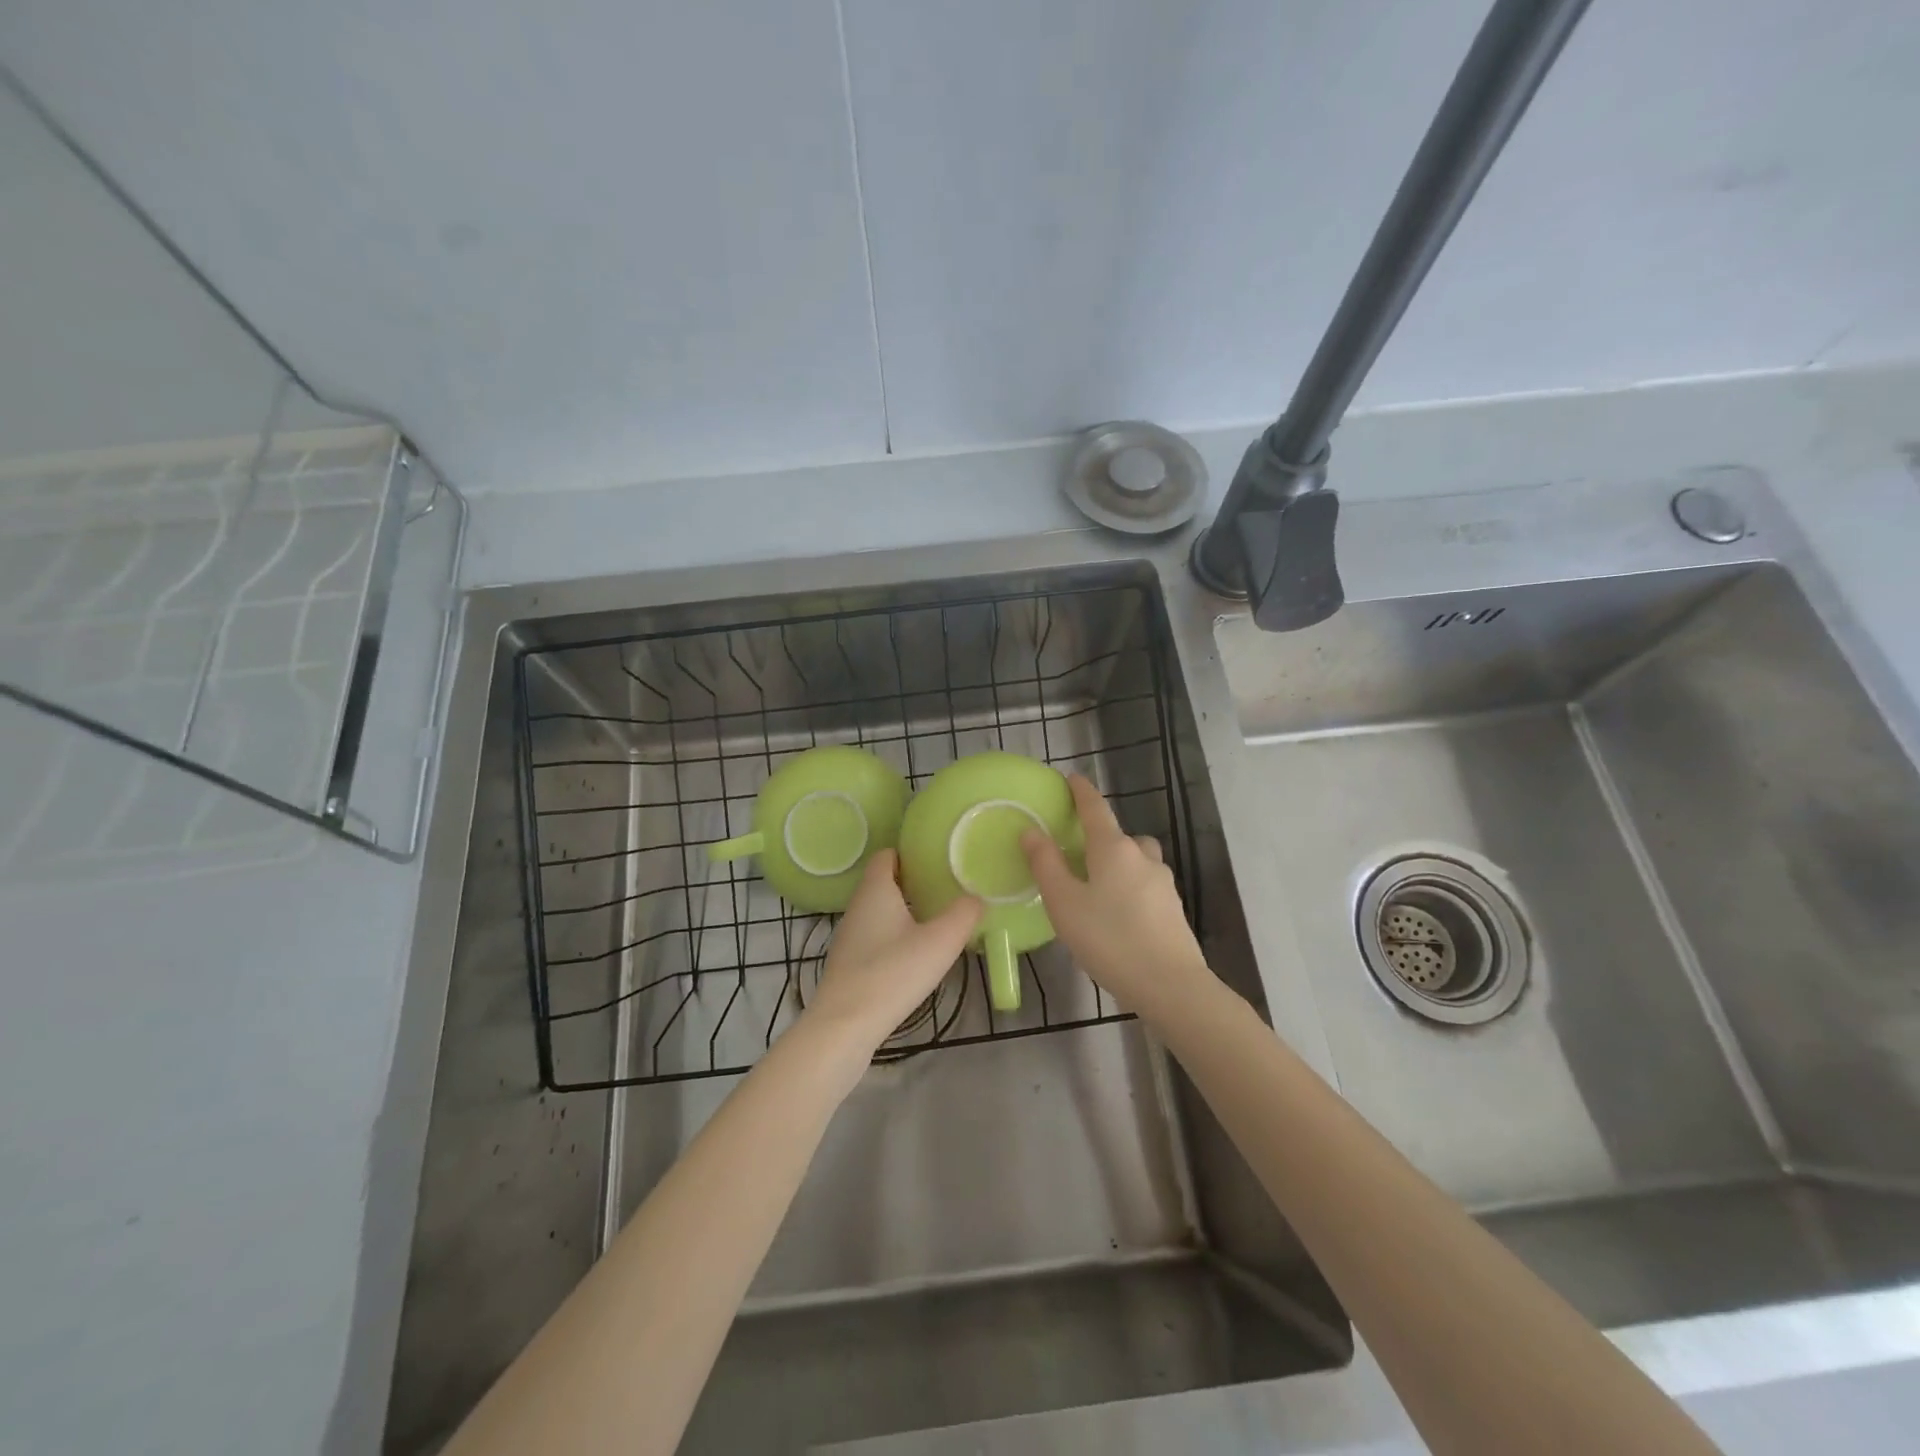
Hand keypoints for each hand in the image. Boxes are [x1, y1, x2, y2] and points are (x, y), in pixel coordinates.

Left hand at [807, 850, 981, 1054]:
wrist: (845, 1026)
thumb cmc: (893, 973)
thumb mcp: (940, 942)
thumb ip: (963, 914)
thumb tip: (976, 898)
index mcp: (875, 890)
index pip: (886, 855)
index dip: (909, 853)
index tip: (936, 860)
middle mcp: (857, 907)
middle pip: (884, 883)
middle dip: (912, 883)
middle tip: (945, 890)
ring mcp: (849, 937)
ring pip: (879, 912)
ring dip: (904, 913)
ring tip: (936, 922)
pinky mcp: (848, 964)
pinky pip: (875, 938)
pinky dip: (894, 938)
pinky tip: (914, 957)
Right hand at [1022, 774, 1211, 1022]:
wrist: (1170, 984)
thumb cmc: (1109, 939)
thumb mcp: (1064, 903)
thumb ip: (1046, 865)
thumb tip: (1031, 831)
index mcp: (1113, 848)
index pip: (1095, 808)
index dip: (1081, 791)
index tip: (1071, 778)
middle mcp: (1142, 857)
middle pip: (1118, 835)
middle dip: (1099, 837)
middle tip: (1075, 855)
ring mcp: (1162, 882)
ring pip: (1136, 860)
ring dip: (1118, 864)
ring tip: (1097, 889)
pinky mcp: (1173, 908)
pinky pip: (1145, 885)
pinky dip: (1130, 888)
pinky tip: (1117, 916)